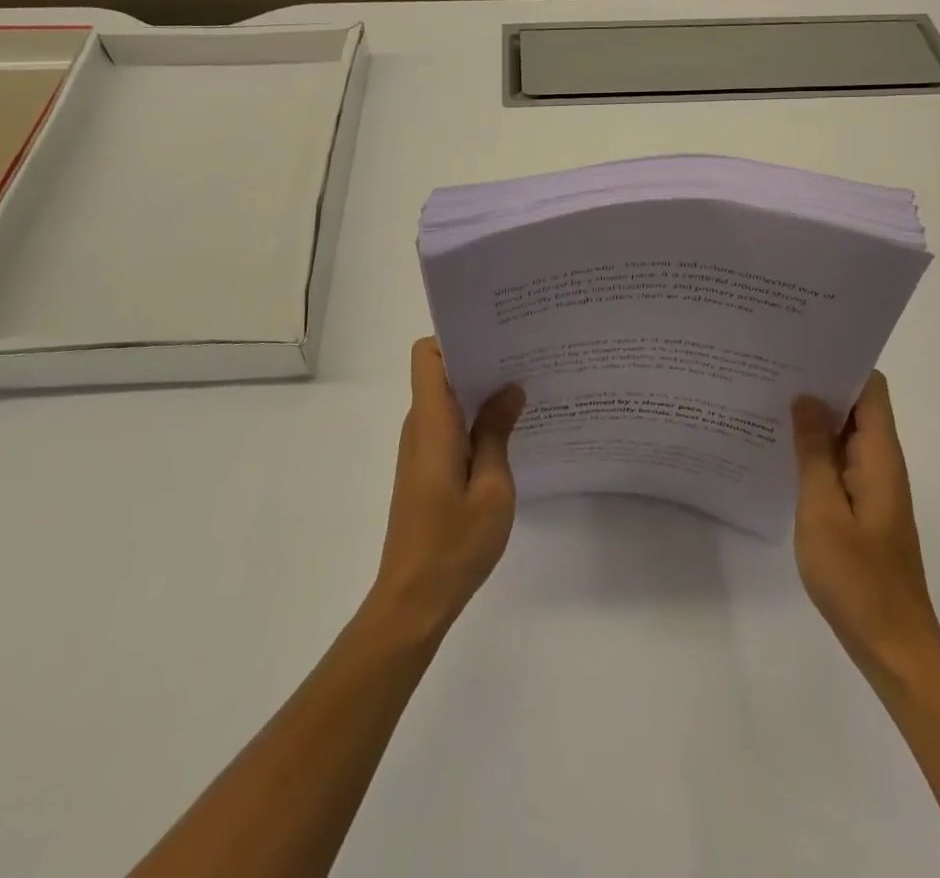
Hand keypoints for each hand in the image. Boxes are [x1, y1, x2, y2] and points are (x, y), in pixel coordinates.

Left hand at [370, 338, 525, 635]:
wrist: (413, 601)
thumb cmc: (454, 543)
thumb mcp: (492, 488)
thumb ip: (498, 432)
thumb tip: (509, 388)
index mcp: (432, 422)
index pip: (428, 355)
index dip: (456, 338)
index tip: (497, 338)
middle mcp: (420, 426)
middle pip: (441, 372)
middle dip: (480, 360)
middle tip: (526, 358)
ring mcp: (421, 448)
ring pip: (448, 399)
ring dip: (481, 392)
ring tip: (526, 389)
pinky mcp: (426, 468)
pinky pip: (450, 426)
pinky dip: (476, 419)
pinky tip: (509, 431)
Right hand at [791, 372, 939, 672]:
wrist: (892, 646)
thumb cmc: (857, 578)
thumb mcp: (822, 510)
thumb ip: (813, 451)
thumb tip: (805, 398)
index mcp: (879, 456)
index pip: (870, 388)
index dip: (841, 362)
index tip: (800, 349)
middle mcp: (881, 462)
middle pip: (857, 405)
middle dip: (819, 384)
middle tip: (770, 369)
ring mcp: (873, 486)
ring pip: (845, 433)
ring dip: (814, 417)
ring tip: (767, 400)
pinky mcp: (863, 506)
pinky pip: (839, 461)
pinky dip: (815, 448)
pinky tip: (781, 449)